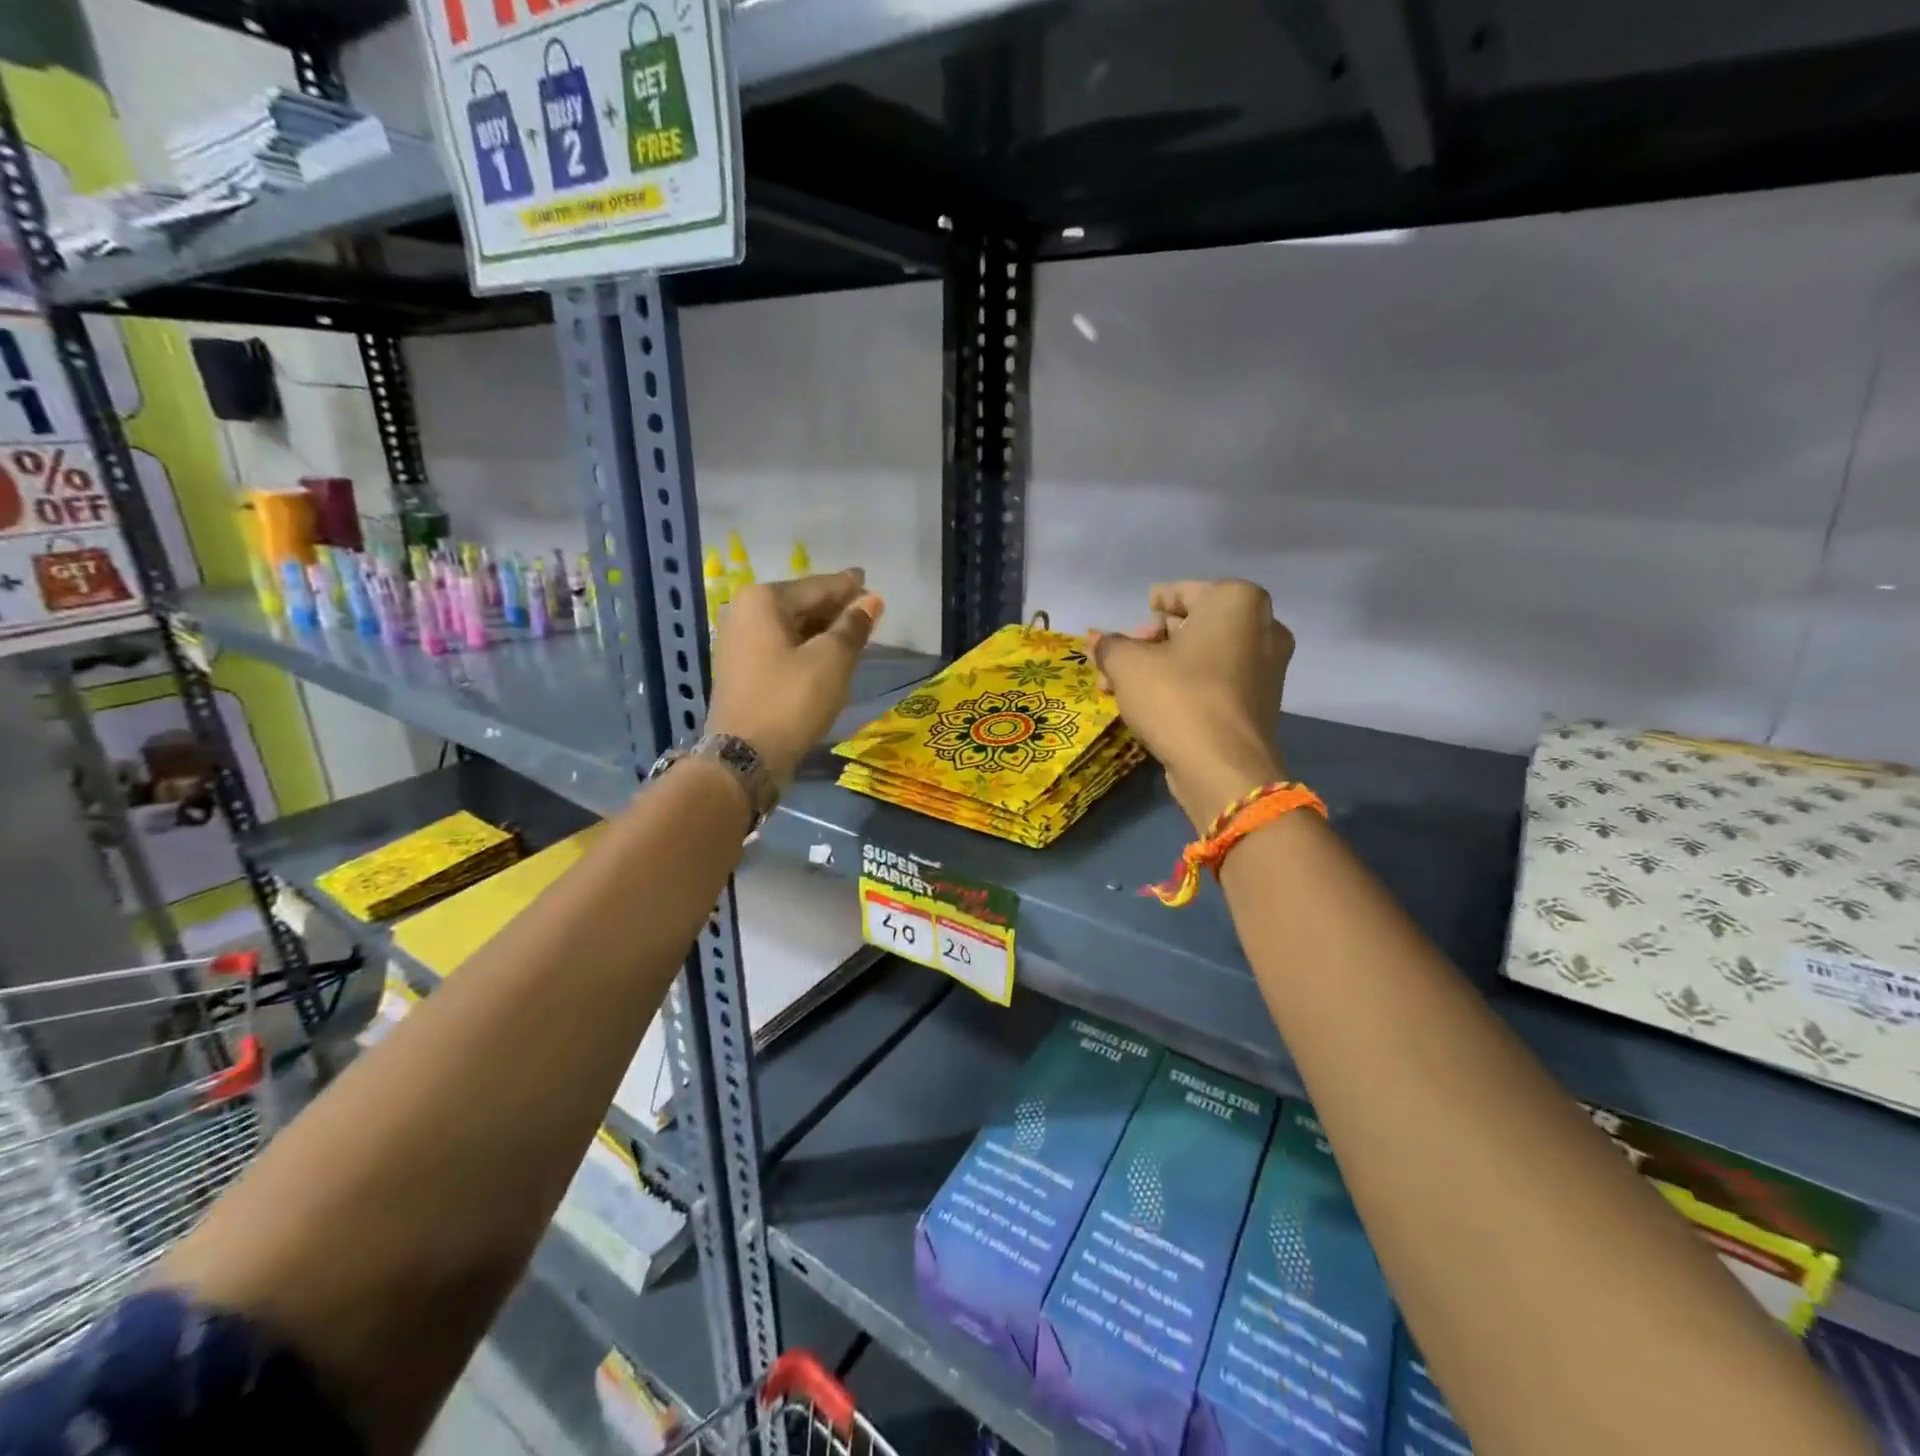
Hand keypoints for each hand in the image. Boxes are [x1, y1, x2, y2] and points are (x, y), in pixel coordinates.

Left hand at [707, 569, 884, 782]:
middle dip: (834, 608)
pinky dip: (804, 648)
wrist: (744, 757)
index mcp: (762, 600)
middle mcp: (743, 612)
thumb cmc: (791, 700)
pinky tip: (826, 656)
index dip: (848, 586)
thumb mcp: (831, 660)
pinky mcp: (739, 670)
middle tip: (866, 610)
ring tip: (853, 633)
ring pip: (790, 627)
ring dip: (821, 630)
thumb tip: (871, 600)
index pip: (817, 586)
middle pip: (801, 604)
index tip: (868, 579)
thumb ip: (853, 626)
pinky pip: (780, 647)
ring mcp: (736, 642)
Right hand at [1091, 580, 1293, 827]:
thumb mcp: (1128, 665)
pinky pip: (1214, 682)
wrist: (1223, 768)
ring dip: (1159, 667)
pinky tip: (1148, 703)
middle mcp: (1262, 627)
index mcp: (1236, 601)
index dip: (1148, 607)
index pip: (1181, 592)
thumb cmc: (1177, 698)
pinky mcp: (1259, 702)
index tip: (1127, 626)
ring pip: (1200, 657)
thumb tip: (1096, 640)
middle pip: (1190, 625)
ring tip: (1119, 687)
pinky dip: (1183, 686)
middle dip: (1147, 643)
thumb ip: (1109, 646)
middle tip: (1115, 662)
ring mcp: (1266, 667)